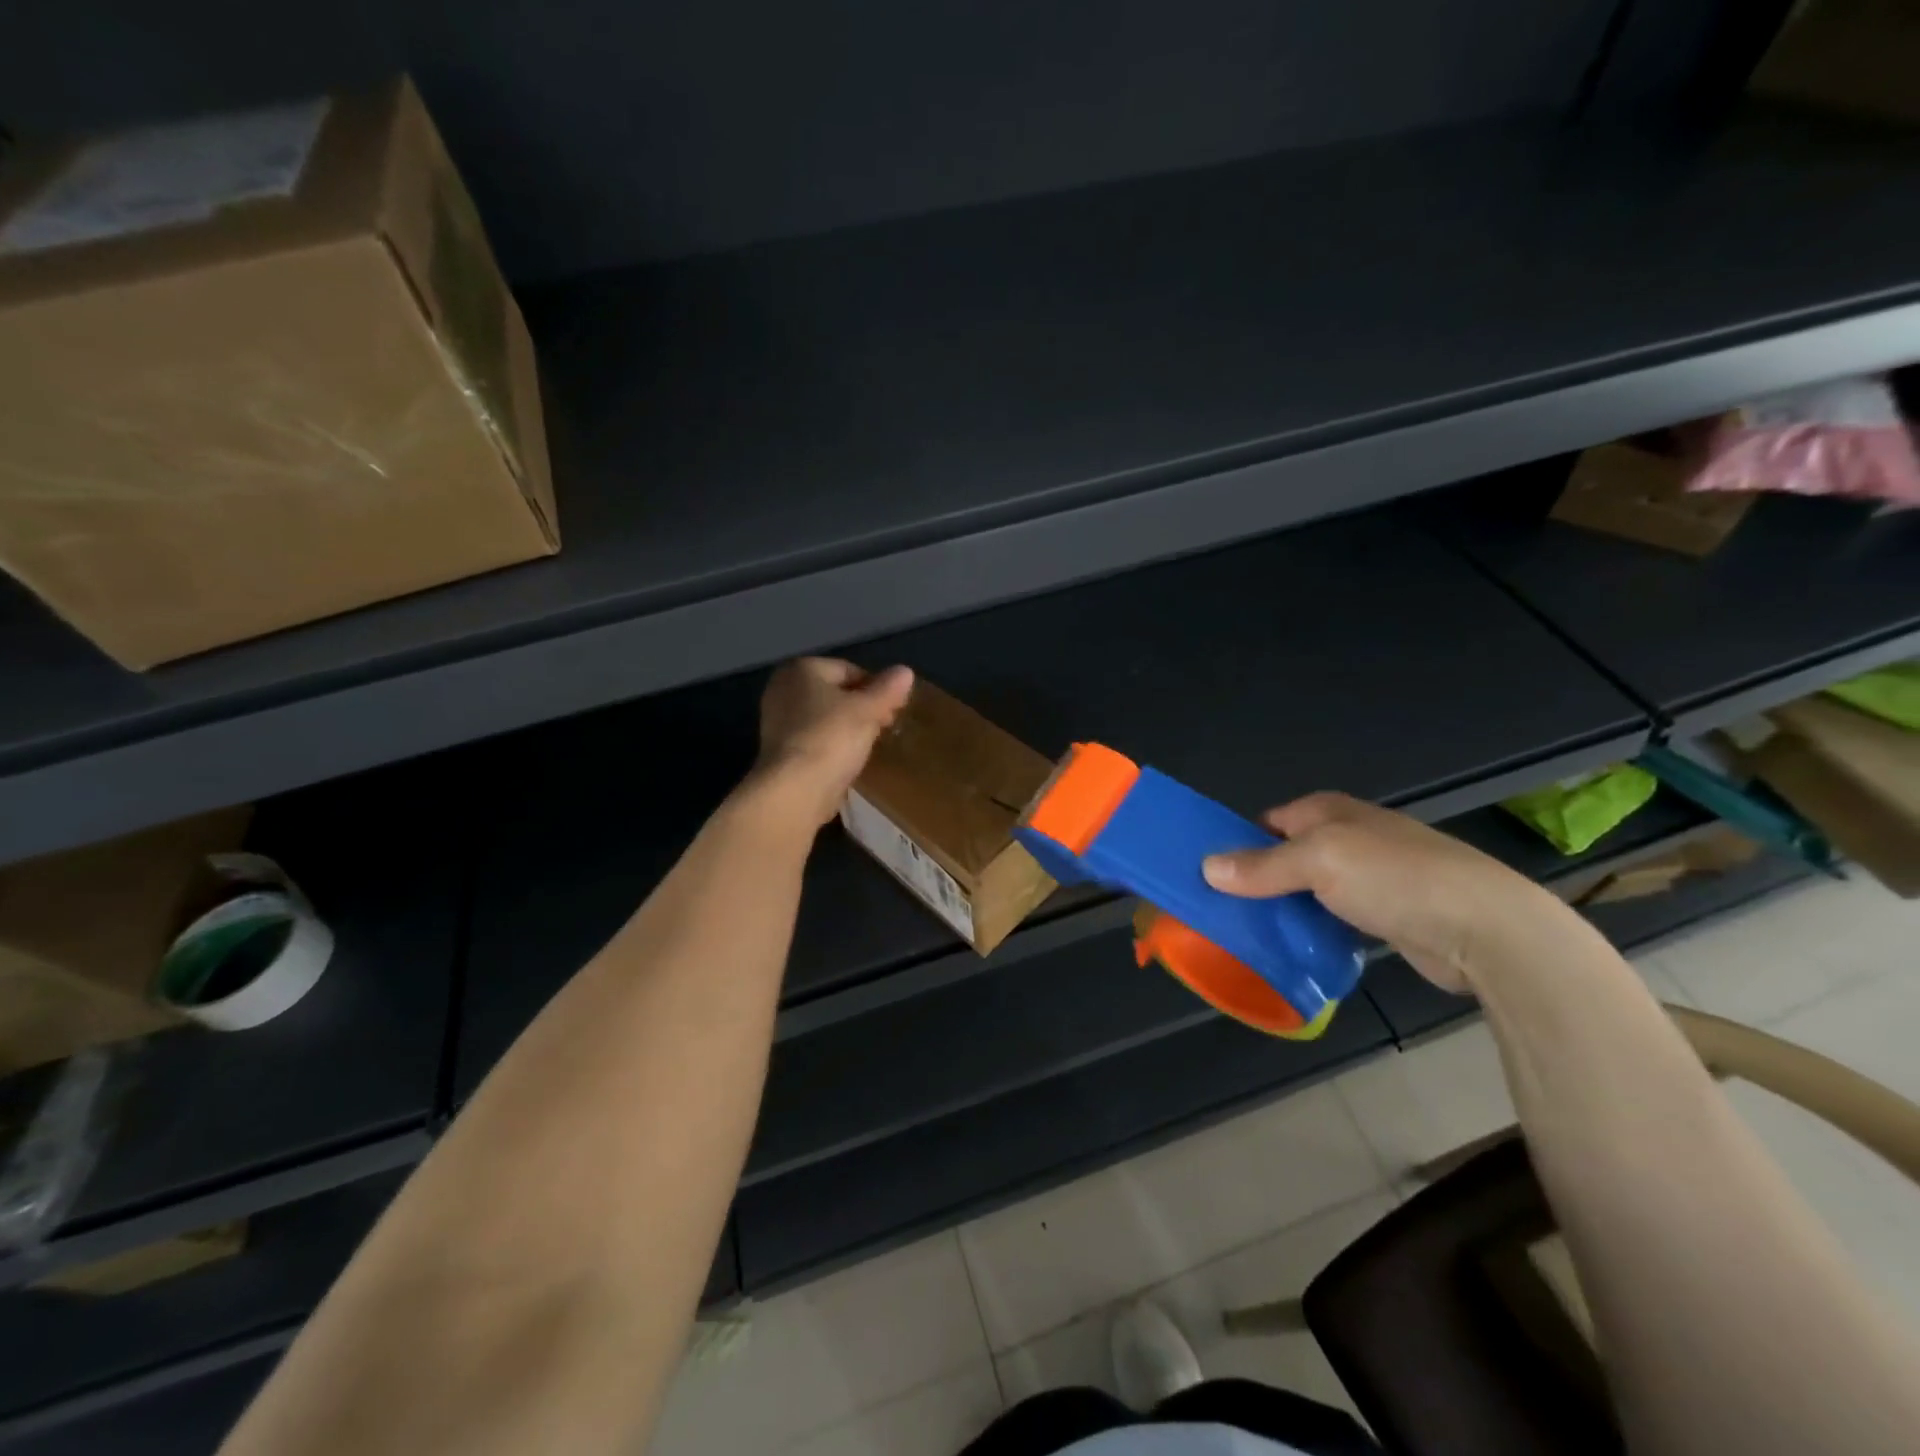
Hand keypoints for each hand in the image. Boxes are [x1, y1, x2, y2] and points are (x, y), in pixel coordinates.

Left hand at [752, 658, 914, 825]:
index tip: (894, 710)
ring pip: (824, 717)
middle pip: (835, 693)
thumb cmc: (832, 738)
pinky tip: (848, 761)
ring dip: (847, 728)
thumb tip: (905, 671)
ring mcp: (776, 721)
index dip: (876, 688)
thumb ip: (888, 689)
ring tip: (869, 745)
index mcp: (802, 669)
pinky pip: (814, 739)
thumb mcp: (868, 710)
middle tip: (885, 727)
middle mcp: (783, 688)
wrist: (795, 790)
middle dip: (861, 708)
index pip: (850, 670)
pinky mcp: (779, 750)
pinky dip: (832, 746)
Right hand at [1201, 792, 1565, 992]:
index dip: (1237, 844)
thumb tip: (1206, 867)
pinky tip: (1295, 950)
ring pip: (1308, 890)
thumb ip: (1261, 866)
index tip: (1208, 876)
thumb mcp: (1317, 862)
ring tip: (1249, 935)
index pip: (1266, 823)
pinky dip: (1314, 930)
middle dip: (1256, 881)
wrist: (1484, 928)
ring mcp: (1370, 875)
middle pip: (1285, 856)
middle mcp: (1347, 836)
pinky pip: (1333, 917)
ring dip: (1284, 909)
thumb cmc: (1393, 878)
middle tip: (1222, 911)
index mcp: (1327, 811)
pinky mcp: (1386, 913)